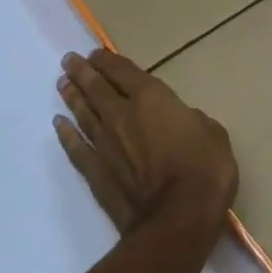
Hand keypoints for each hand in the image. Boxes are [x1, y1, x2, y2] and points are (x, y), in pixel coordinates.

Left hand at [55, 50, 237, 234]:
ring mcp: (105, 145)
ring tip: (62, 84)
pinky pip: (76, 148)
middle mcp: (122, 115)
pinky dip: (66, 135)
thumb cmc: (204, 170)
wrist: (178, 219)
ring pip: (83, 114)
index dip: (108, 60)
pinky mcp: (96, 173)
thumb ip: (192, 120)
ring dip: (72, 97)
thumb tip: (182, 120)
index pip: (124, 72)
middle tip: (68, 60)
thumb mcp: (213, 134)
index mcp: (152, 99)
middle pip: (97, 88)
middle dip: (82, 72)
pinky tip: (59, 125)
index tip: (95, 53)